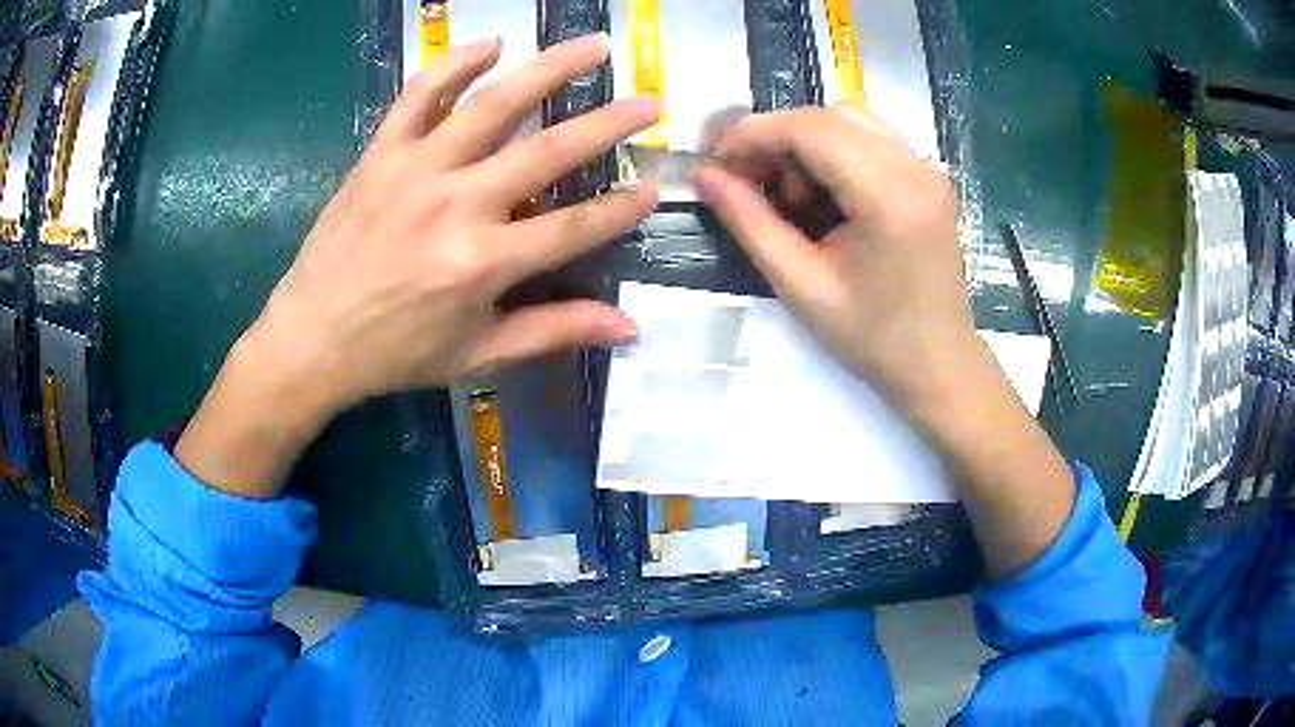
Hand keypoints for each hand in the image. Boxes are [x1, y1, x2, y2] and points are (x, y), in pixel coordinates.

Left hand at [259, 34, 657, 411]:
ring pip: (493, 104)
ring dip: (549, 68)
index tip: (654, 188)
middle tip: (650, 100)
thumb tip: (628, 326)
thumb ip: (553, 331)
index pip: (574, 225)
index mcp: (483, 262)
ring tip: (593, 45)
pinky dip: (456, 65)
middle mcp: (456, 204)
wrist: (310, 339)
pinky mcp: (381, 153)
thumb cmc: (395, 353)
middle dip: (609, 123)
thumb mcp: (477, 355)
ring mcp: (416, 169)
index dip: (621, 208)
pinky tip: (492, 43)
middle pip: (548, 151)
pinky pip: (419, 96)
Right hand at [693, 105, 979, 412]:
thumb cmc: (873, 338)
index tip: (716, 162)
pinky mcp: (928, 176)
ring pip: (848, 121)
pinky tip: (825, 196)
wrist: (939, 363)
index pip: (809, 128)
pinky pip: (869, 139)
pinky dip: (833, 153)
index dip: (752, 134)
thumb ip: (750, 223)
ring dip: (805, 145)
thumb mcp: (801, 285)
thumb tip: (705, 176)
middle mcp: (915, 166)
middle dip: (776, 140)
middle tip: (748, 183)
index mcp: (889, 195)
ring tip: (790, 197)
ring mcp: (927, 167)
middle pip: (827, 116)